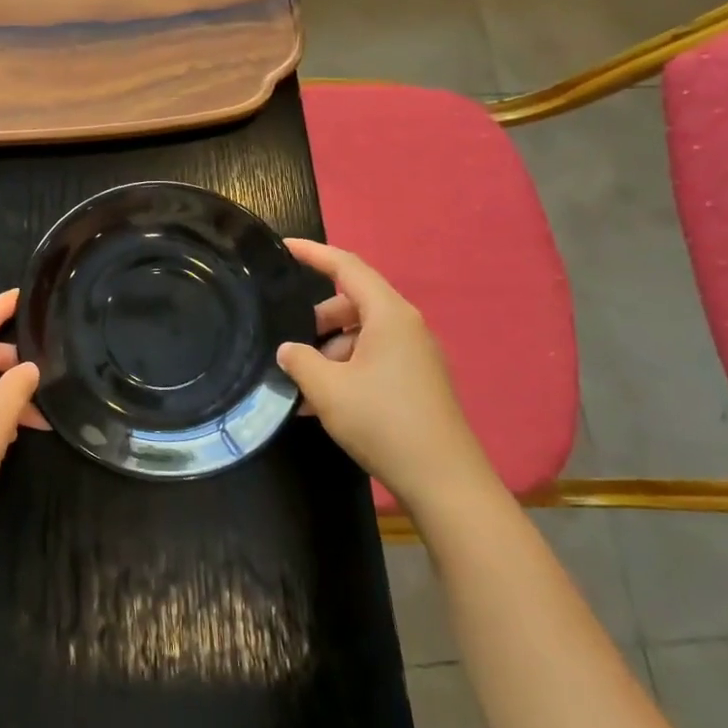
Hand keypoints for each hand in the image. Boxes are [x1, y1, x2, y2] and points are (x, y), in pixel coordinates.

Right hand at [277, 239, 497, 511]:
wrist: (443, 480)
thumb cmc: (383, 422)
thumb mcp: (328, 389)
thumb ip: (300, 360)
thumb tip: (288, 349)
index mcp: (389, 315)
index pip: (347, 267)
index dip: (313, 253)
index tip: (284, 247)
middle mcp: (406, 327)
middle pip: (353, 303)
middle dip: (317, 319)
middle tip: (288, 343)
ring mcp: (415, 355)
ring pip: (361, 335)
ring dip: (328, 351)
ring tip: (302, 386)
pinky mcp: (417, 381)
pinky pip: (373, 359)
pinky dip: (346, 369)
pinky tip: (322, 403)